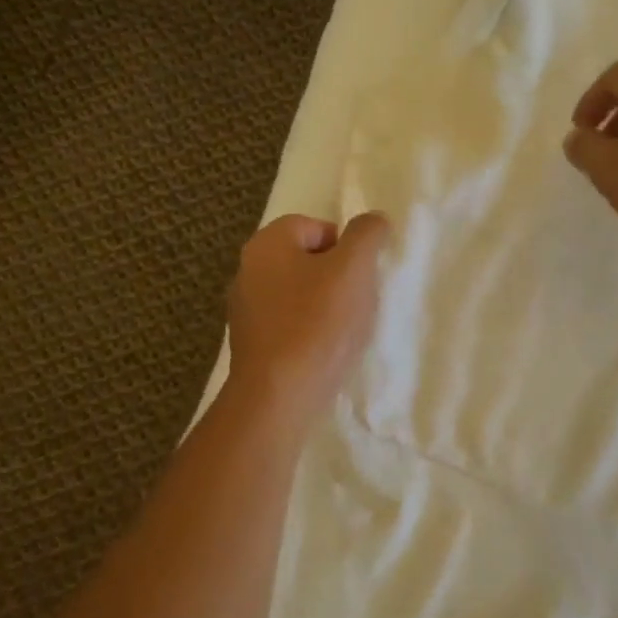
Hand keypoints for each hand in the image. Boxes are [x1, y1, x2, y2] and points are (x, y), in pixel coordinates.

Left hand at [226, 212, 390, 423]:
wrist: (279, 398)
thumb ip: (367, 235)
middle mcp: (247, 270)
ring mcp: (245, 309)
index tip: (360, 278)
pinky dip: (309, 332)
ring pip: (300, 294)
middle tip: (357, 303)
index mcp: (266, 243)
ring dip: (326, 307)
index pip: (316, 226)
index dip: (346, 248)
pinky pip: (289, 324)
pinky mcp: (250, 344)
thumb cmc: (317, 324)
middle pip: (308, 260)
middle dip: (338, 278)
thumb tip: (373, 219)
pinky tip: (324, 353)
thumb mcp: (353, 269)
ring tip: (344, 332)